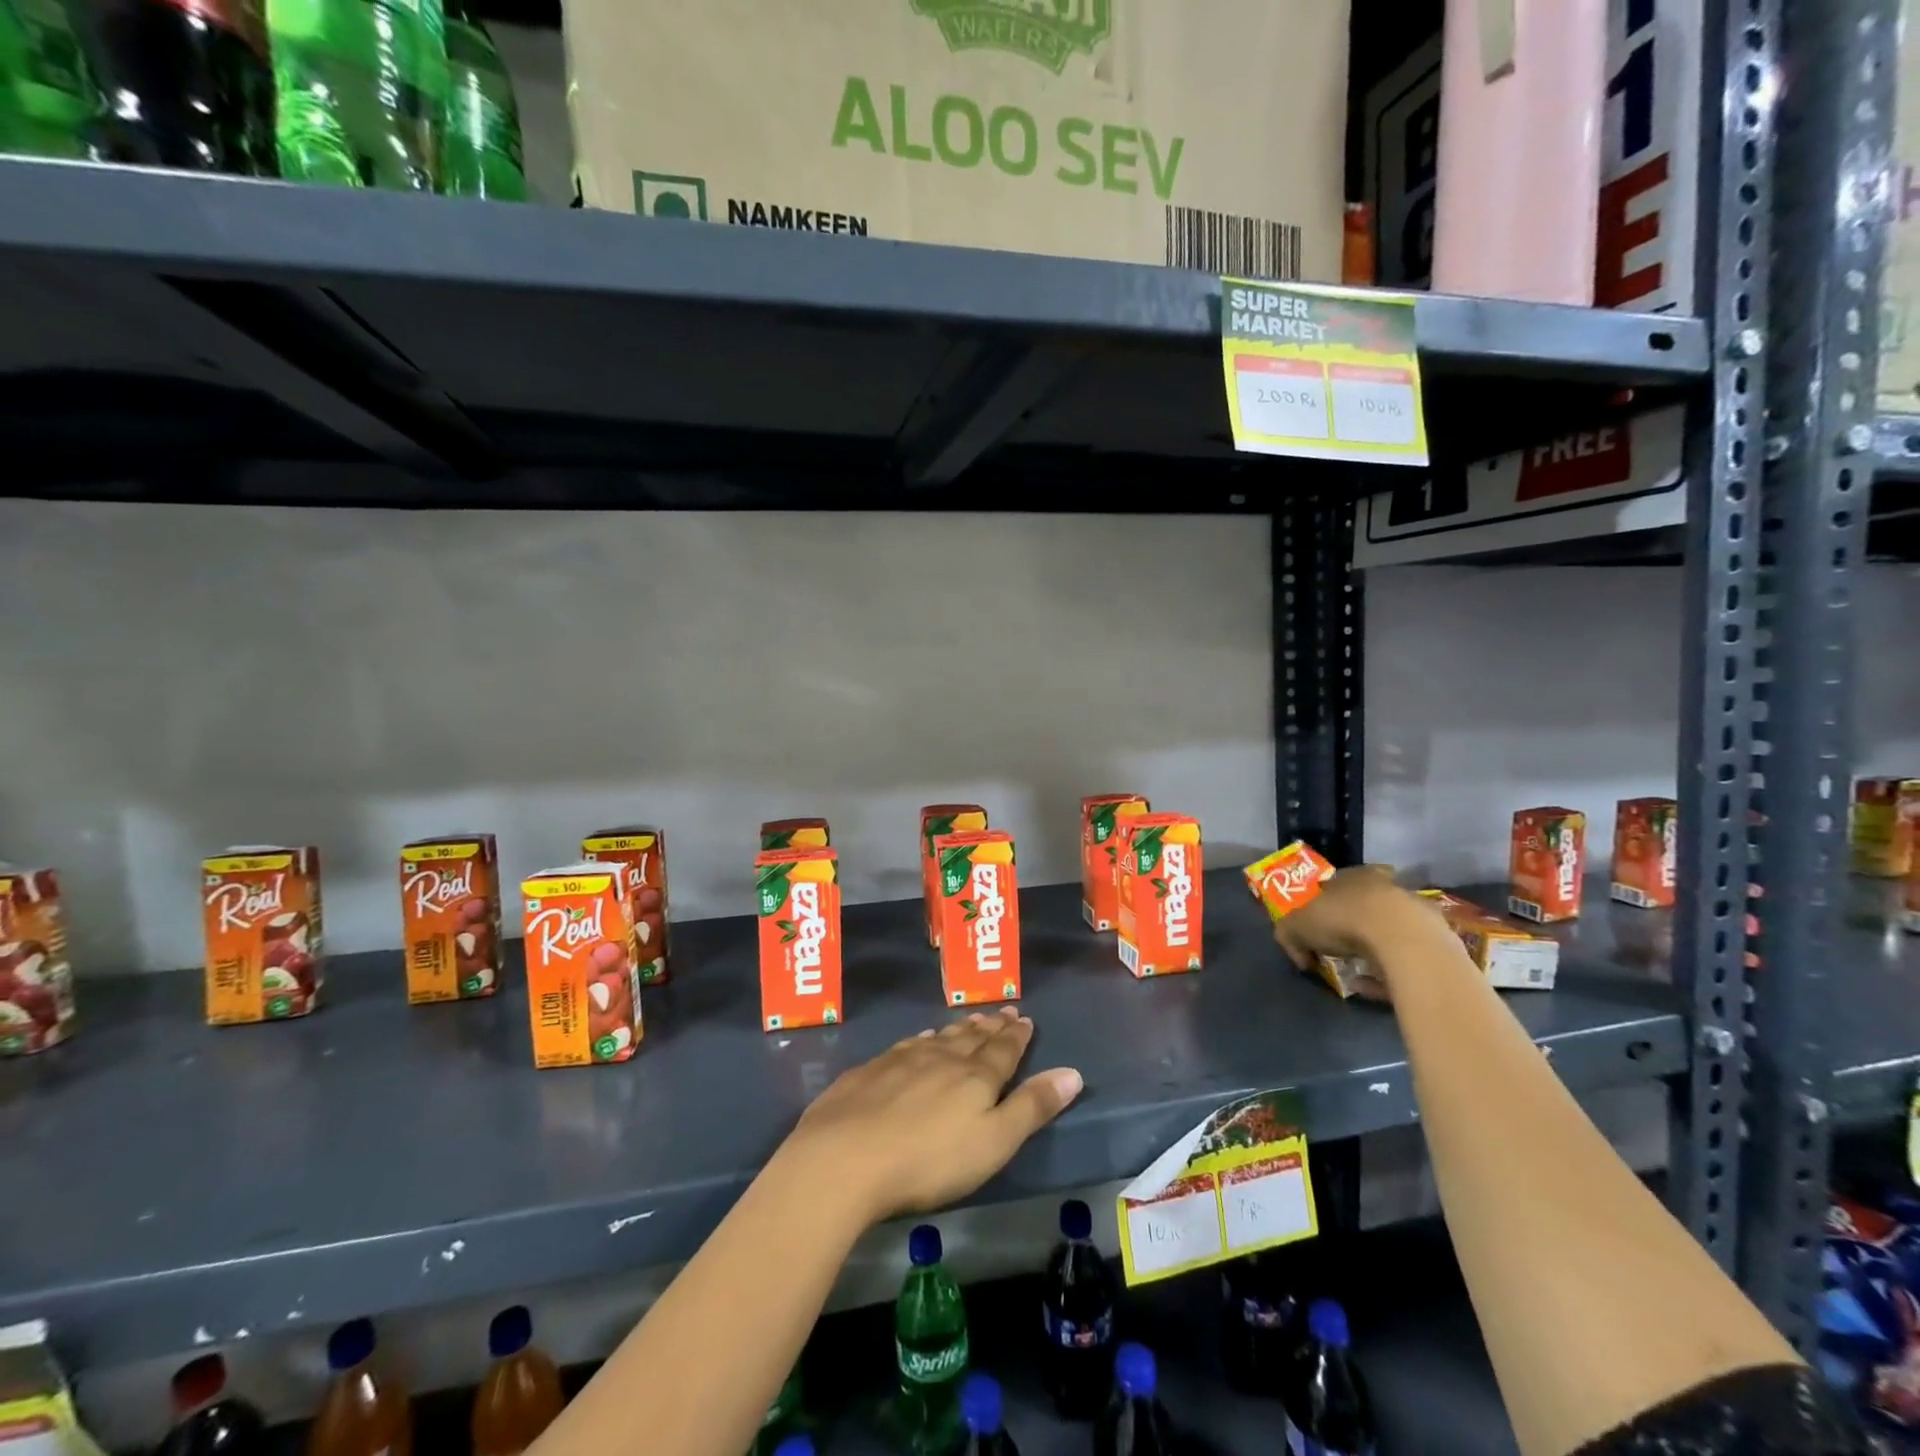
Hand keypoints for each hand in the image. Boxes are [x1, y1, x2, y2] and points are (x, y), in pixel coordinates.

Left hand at [778, 1007, 1083, 1227]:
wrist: (845, 1156)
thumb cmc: (929, 1160)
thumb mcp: (993, 1143)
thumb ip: (1032, 1108)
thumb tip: (1072, 1072)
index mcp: (975, 1077)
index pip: (1003, 1050)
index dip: (1016, 1036)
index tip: (1025, 1018)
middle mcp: (941, 1058)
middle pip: (971, 1038)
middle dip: (991, 1026)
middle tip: (1003, 1011)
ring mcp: (902, 1061)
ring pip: (939, 1038)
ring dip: (958, 1029)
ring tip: (971, 1020)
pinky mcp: (871, 1071)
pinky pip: (907, 1045)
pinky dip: (921, 1039)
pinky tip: (920, 1038)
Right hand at [1271, 865, 1437, 991]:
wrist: (1403, 939)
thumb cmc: (1344, 918)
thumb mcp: (1297, 924)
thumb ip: (1289, 934)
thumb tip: (1299, 954)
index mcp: (1354, 875)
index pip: (1335, 884)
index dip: (1321, 906)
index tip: (1314, 928)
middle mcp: (1386, 888)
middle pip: (1363, 908)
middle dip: (1348, 927)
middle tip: (1334, 949)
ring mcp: (1413, 915)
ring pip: (1386, 934)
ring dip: (1369, 952)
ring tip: (1353, 973)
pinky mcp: (1433, 944)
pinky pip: (1402, 960)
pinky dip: (1385, 973)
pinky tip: (1370, 986)